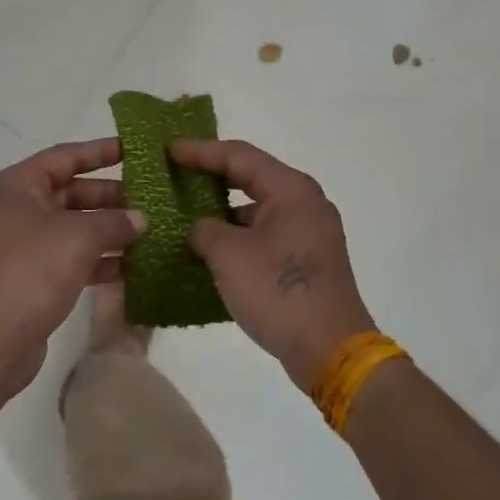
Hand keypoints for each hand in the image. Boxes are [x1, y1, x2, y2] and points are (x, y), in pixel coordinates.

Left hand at [0, 139, 145, 398]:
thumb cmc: (31, 271)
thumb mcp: (79, 237)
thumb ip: (115, 221)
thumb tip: (139, 219)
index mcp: (16, 186)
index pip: (64, 156)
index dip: (101, 151)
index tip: (135, 149)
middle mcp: (15, 210)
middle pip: (70, 193)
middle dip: (111, 197)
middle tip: (151, 199)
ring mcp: (21, 247)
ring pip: (73, 228)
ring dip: (109, 230)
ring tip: (151, 232)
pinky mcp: (30, 279)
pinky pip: (70, 259)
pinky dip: (98, 260)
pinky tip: (133, 267)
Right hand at [169, 139, 376, 390]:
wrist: (329, 348)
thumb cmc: (278, 292)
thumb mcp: (229, 256)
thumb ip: (205, 230)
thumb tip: (201, 228)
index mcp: (291, 190)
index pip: (239, 156)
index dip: (201, 151)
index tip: (169, 151)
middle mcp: (306, 202)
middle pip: (252, 177)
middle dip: (212, 176)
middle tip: (176, 174)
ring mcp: (310, 232)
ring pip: (258, 209)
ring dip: (224, 211)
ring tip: (187, 215)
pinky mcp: (308, 260)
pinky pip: (267, 234)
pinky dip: (239, 236)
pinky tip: (212, 249)